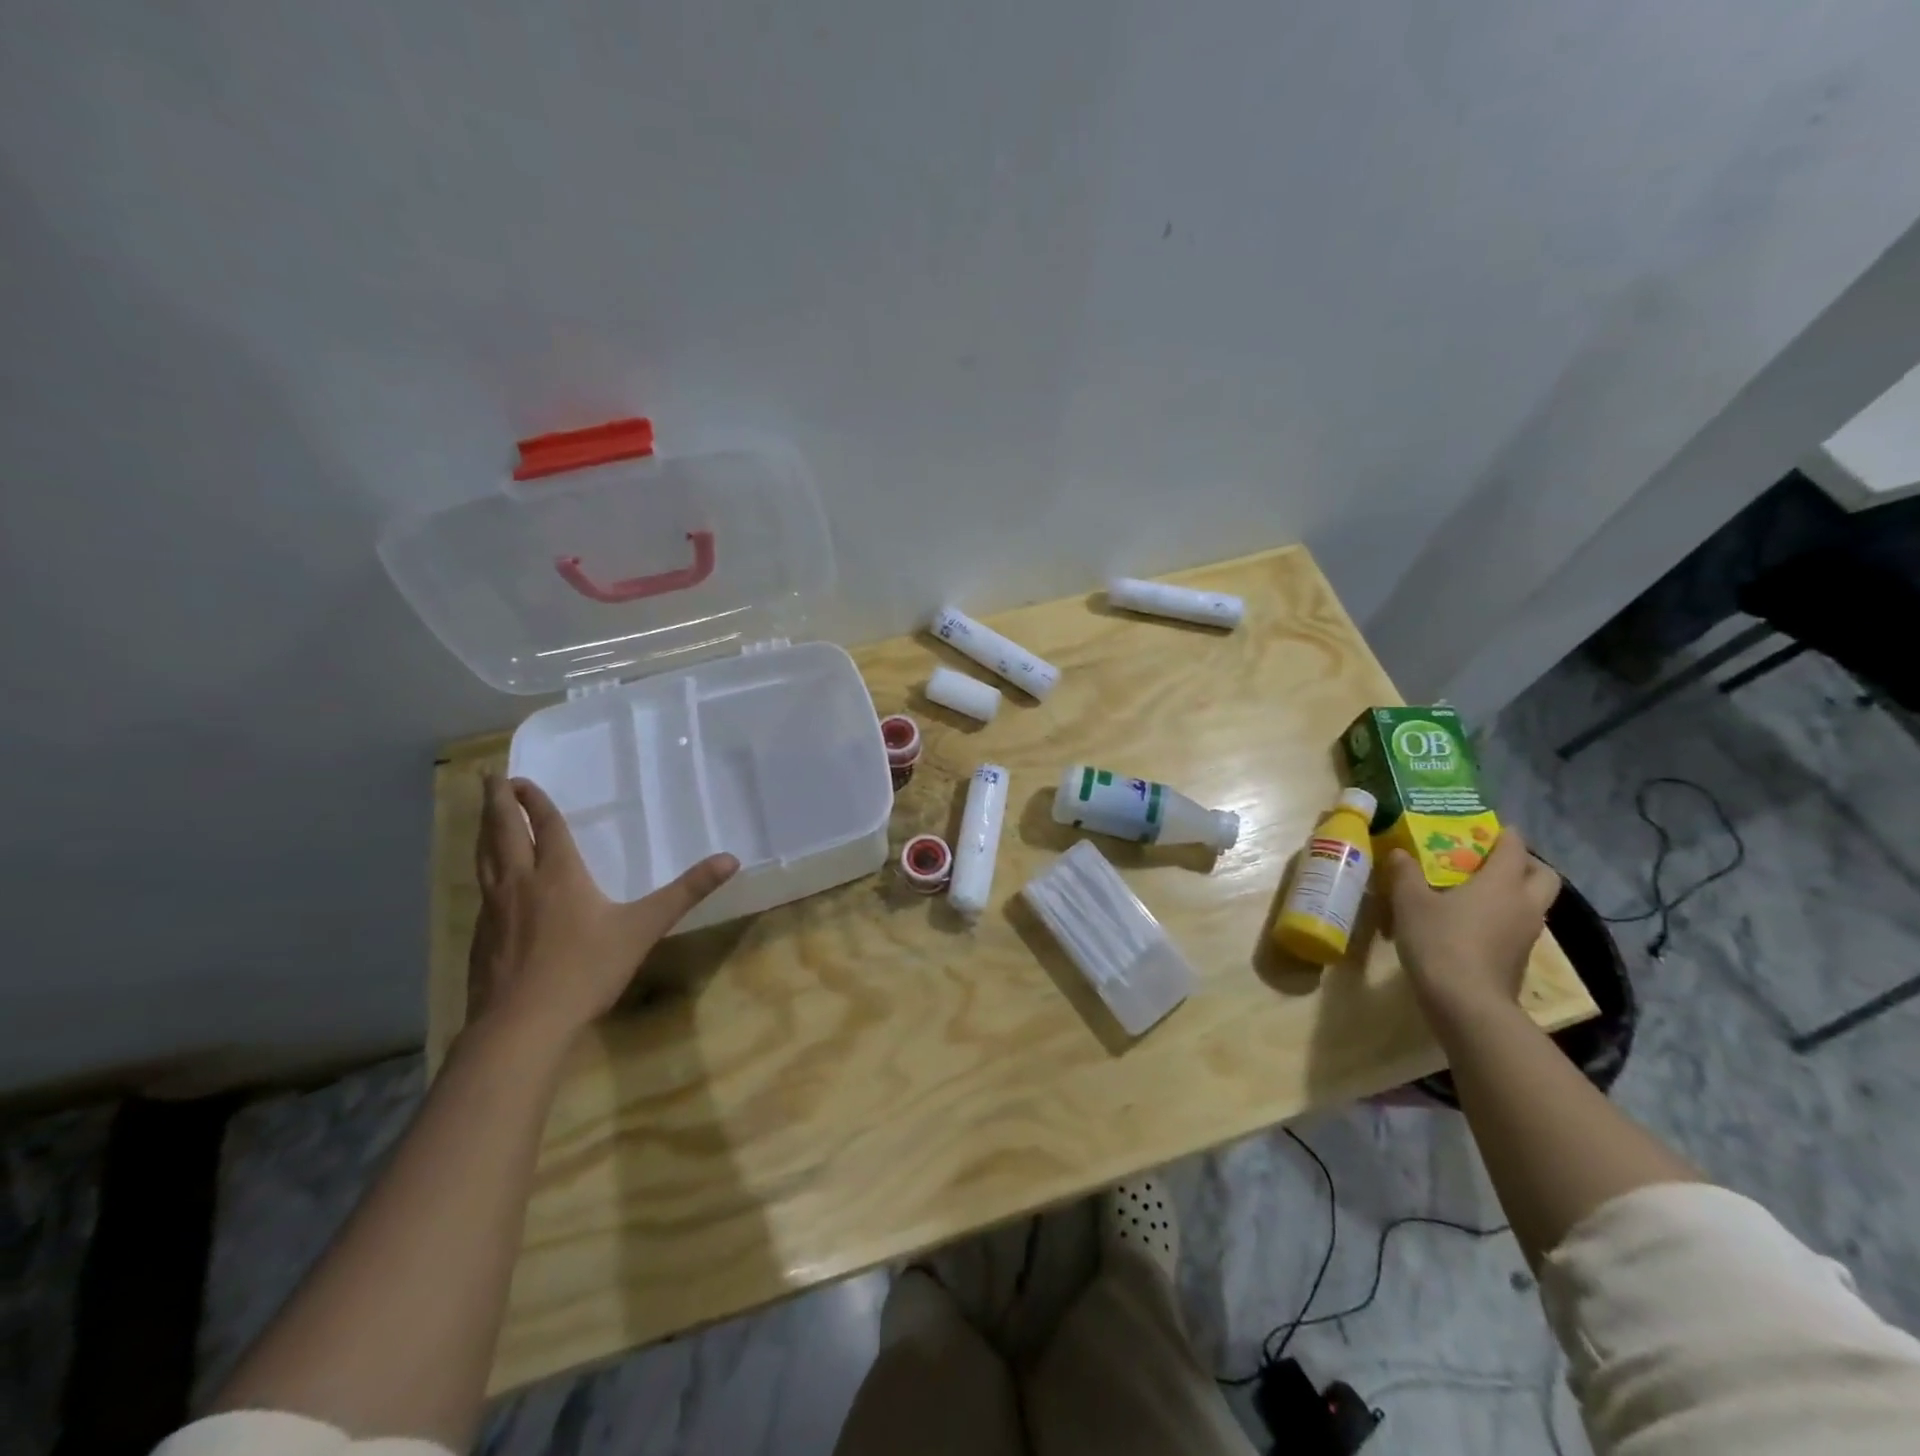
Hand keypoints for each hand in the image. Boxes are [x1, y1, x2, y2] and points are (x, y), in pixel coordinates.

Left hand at [467, 775, 738, 1040]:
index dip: (534, 801)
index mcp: (558, 874)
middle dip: (496, 802)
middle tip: (490, 777)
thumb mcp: (644, 927)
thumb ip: (686, 892)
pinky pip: (481, 889)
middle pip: (502, 832)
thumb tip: (731, 859)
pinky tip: (489, 881)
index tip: (521, 779)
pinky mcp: (480, 937)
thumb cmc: (586, 970)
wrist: (521, 1025)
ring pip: (484, 858)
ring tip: (482, 815)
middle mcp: (521, 882)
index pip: (544, 826)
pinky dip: (483, 869)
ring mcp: (494, 910)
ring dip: (483, 830)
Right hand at [1385, 829, 1559, 1020]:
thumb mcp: (1410, 902)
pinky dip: (1505, 916)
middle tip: (1490, 860)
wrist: (1465, 1001)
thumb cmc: (1439, 940)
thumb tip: (1400, 852)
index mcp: (1502, 882)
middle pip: (1543, 874)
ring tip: (1478, 890)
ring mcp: (1527, 933)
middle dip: (1523, 862)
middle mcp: (1524, 903)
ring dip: (1515, 891)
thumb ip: (1406, 873)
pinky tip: (1474, 921)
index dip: (1503, 833)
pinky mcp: (1520, 957)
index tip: (1486, 826)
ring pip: (1534, 901)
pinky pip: (1520, 924)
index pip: (1514, 846)